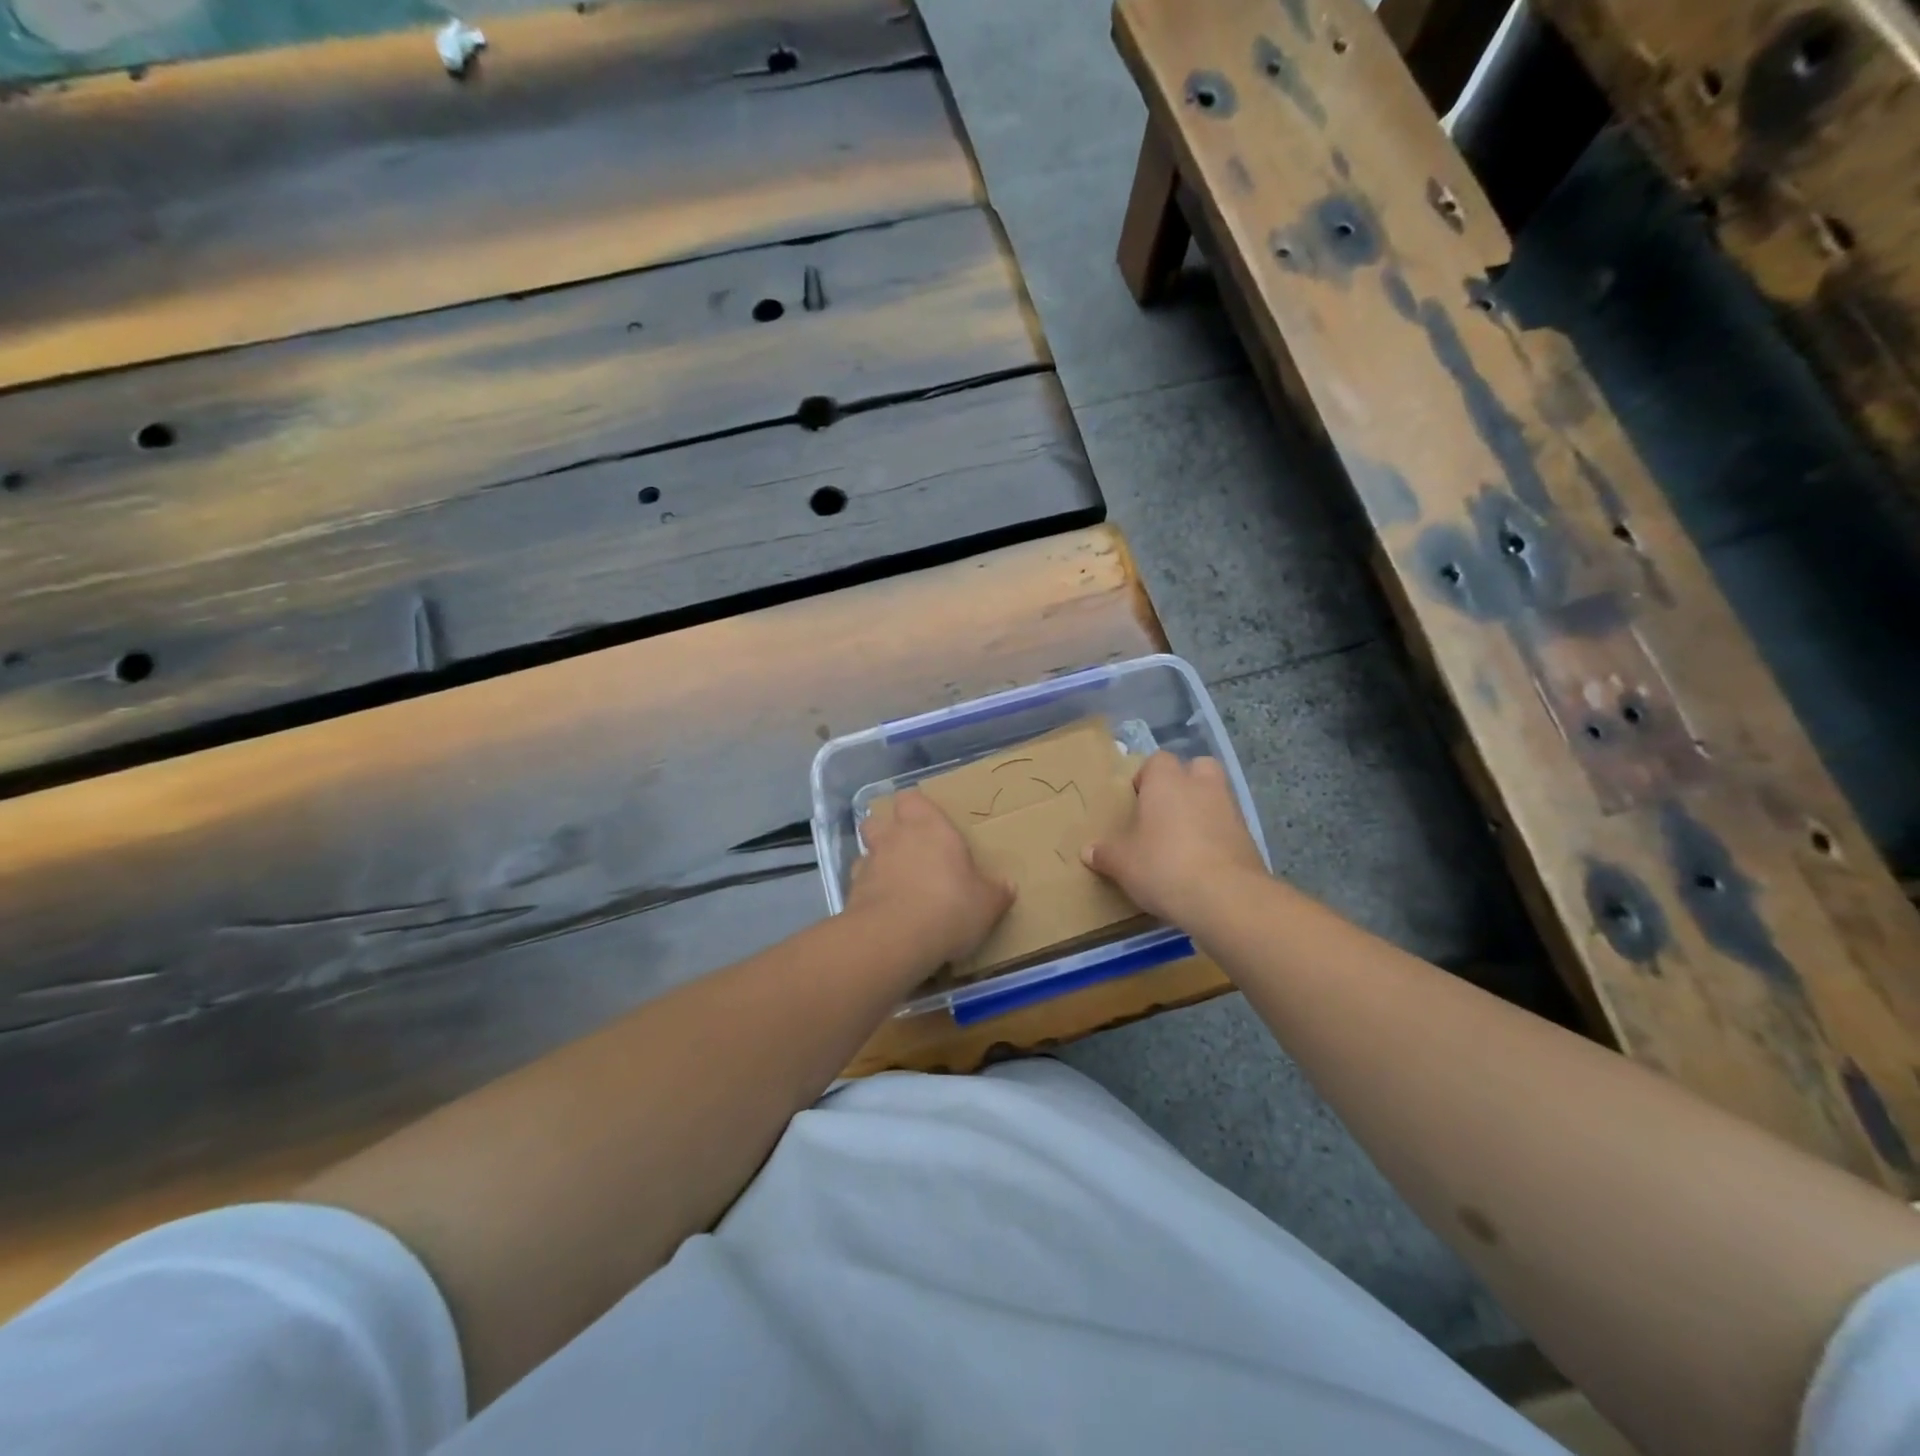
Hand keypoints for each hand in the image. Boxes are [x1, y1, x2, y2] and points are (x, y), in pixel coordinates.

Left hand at [851, 790, 1013, 968]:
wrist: (895, 938)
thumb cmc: (949, 906)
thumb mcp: (986, 904)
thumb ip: (995, 893)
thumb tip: (1007, 887)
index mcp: (928, 826)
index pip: (912, 798)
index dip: (916, 808)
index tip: (928, 823)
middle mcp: (894, 837)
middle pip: (879, 820)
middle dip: (888, 831)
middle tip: (908, 851)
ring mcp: (869, 864)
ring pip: (866, 852)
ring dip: (877, 863)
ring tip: (894, 884)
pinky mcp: (851, 893)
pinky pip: (859, 885)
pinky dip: (869, 893)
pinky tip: (883, 912)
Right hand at [1082, 753, 1266, 925]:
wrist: (1226, 897)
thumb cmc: (1164, 866)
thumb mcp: (1123, 864)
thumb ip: (1105, 854)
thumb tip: (1088, 851)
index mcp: (1167, 782)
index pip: (1157, 760)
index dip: (1146, 778)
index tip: (1136, 802)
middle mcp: (1202, 786)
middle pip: (1197, 767)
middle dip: (1184, 783)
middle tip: (1165, 811)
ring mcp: (1230, 810)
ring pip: (1216, 797)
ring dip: (1202, 811)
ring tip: (1182, 842)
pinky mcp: (1249, 838)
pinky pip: (1228, 827)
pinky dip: (1217, 838)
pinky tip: (1202, 864)